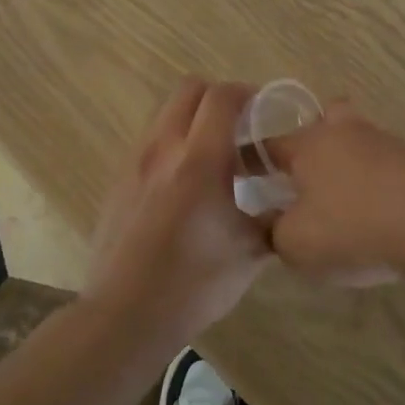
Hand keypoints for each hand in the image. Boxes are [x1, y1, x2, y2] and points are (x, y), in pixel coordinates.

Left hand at [83, 77, 271, 344]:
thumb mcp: (250, 252)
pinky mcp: (117, 182)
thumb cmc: (195, 283)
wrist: (125, 315)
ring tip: (214, 156)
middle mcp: (162, 149)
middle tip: (240, 125)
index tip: (264, 111)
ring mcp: (134, 163)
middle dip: (218, 97)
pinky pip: (149, 143)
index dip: (247, 93)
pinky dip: (172, 145)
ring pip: (165, 114)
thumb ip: (273, 219)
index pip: (222, 96)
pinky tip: (185, 185)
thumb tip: (287, 206)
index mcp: (199, 159)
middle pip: (189, 90)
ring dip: (192, 120)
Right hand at [263, 104, 404, 286]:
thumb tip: (269, 223)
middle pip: (322, 120)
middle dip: (311, 142)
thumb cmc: (354, 227)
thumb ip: (272, 232)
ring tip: (340, 202)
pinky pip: (382, 164)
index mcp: (308, 144)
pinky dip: (373, 181)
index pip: (266, 144)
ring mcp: (384, 142)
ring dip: (345, 162)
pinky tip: (373, 211)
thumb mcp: (296, 244)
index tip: (244, 177)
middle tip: (304, 177)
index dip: (251, 161)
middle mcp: (344, 132)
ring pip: (355, 140)